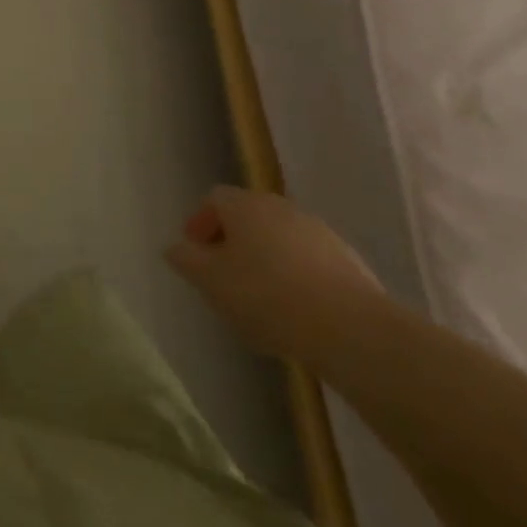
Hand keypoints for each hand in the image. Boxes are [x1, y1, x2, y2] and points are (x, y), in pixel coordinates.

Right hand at [165, 187, 385, 365]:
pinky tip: (296, 310)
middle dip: (233, 242)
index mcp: (244, 204)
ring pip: (280, 238)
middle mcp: (280, 206)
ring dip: (266, 259)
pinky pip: (309, 261)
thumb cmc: (266, 296)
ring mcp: (318, 231)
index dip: (200, 223)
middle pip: (248, 216)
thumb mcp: (209, 280)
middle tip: (224, 276)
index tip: (195, 254)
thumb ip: (185, 259)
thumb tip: (176, 247)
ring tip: (261, 299)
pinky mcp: (348, 260)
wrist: (350, 327)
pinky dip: (296, 276)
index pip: (213, 199)